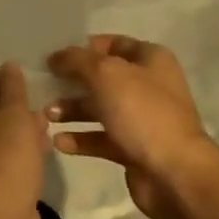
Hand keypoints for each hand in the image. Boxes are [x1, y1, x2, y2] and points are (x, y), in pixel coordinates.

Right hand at [47, 36, 218, 218]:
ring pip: (100, 109)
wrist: (175, 174)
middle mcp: (148, 86)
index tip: (55, 56)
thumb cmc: (142, 112)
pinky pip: (101, 138)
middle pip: (103, 77)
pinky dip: (81, 138)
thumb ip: (77, 60)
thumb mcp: (105, 74)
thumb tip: (56, 56)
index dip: (84, 47)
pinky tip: (58, 142)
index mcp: (150, 60)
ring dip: (72, 110)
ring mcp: (142, 119)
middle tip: (44, 86)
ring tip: (47, 115)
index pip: (113, 43)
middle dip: (73, 82)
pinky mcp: (133, 149)